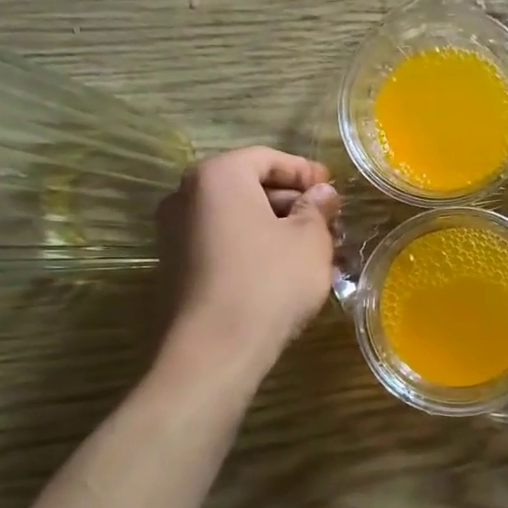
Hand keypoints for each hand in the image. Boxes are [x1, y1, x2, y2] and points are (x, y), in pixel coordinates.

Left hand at [155, 147, 340, 370]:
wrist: (215, 349)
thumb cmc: (270, 281)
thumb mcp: (310, 240)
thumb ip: (317, 208)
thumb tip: (322, 194)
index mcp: (218, 176)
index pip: (268, 158)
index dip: (305, 171)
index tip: (333, 190)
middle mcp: (186, 195)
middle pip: (248, 185)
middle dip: (291, 201)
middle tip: (327, 221)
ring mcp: (174, 232)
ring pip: (237, 216)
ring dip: (276, 226)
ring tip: (313, 249)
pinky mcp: (176, 265)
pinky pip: (222, 241)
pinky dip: (253, 245)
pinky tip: (284, 268)